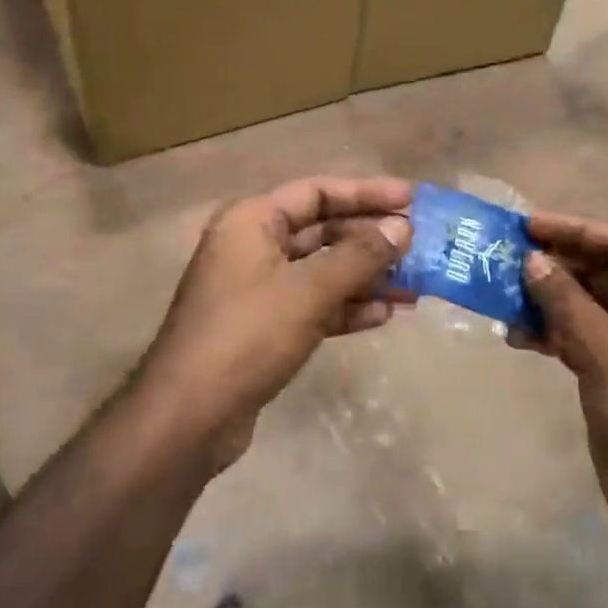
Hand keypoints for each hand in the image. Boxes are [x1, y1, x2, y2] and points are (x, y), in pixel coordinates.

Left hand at [136, 176, 412, 471]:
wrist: (189, 416)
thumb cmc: (247, 335)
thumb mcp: (308, 291)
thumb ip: (359, 256)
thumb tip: (402, 230)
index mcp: (252, 221)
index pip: (317, 192)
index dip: (366, 193)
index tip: (411, 200)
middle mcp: (253, 246)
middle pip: (322, 230)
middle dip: (370, 239)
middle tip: (418, 246)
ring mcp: (257, 288)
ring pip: (322, 270)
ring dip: (366, 276)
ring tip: (413, 286)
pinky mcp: (264, 326)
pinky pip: (314, 304)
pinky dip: (347, 306)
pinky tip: (384, 315)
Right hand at [517, 213, 607, 548]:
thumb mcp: (607, 351)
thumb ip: (566, 301)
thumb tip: (531, 258)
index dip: (575, 230)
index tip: (528, 227)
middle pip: (600, 272)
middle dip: (555, 265)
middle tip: (507, 258)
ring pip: (583, 306)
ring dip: (546, 300)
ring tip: (502, 296)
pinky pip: (576, 337)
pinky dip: (548, 333)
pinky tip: (515, 336)